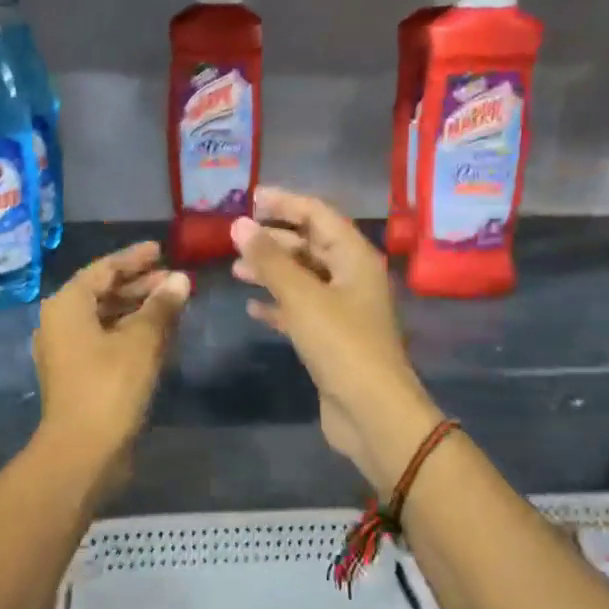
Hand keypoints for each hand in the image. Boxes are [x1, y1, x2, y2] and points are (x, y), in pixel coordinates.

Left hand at [33, 242, 189, 487]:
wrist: (83, 451)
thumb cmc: (110, 385)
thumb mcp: (142, 340)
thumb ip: (162, 305)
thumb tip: (181, 279)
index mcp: (67, 305)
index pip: (103, 269)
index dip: (134, 258)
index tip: (161, 249)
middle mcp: (60, 323)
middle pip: (103, 292)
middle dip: (140, 285)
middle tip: (174, 279)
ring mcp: (67, 351)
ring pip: (106, 318)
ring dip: (138, 309)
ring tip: (174, 304)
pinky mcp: (79, 375)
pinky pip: (107, 340)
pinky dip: (131, 332)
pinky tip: (160, 334)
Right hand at [229, 187, 445, 494]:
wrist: (371, 411)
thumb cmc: (341, 344)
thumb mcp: (302, 296)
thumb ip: (269, 259)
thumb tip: (239, 224)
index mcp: (355, 257)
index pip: (319, 215)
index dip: (285, 202)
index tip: (250, 197)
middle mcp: (352, 277)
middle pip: (311, 244)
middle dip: (275, 238)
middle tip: (237, 235)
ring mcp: (344, 309)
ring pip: (304, 278)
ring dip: (272, 271)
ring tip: (236, 269)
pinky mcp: (332, 338)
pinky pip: (301, 310)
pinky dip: (278, 305)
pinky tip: (252, 309)